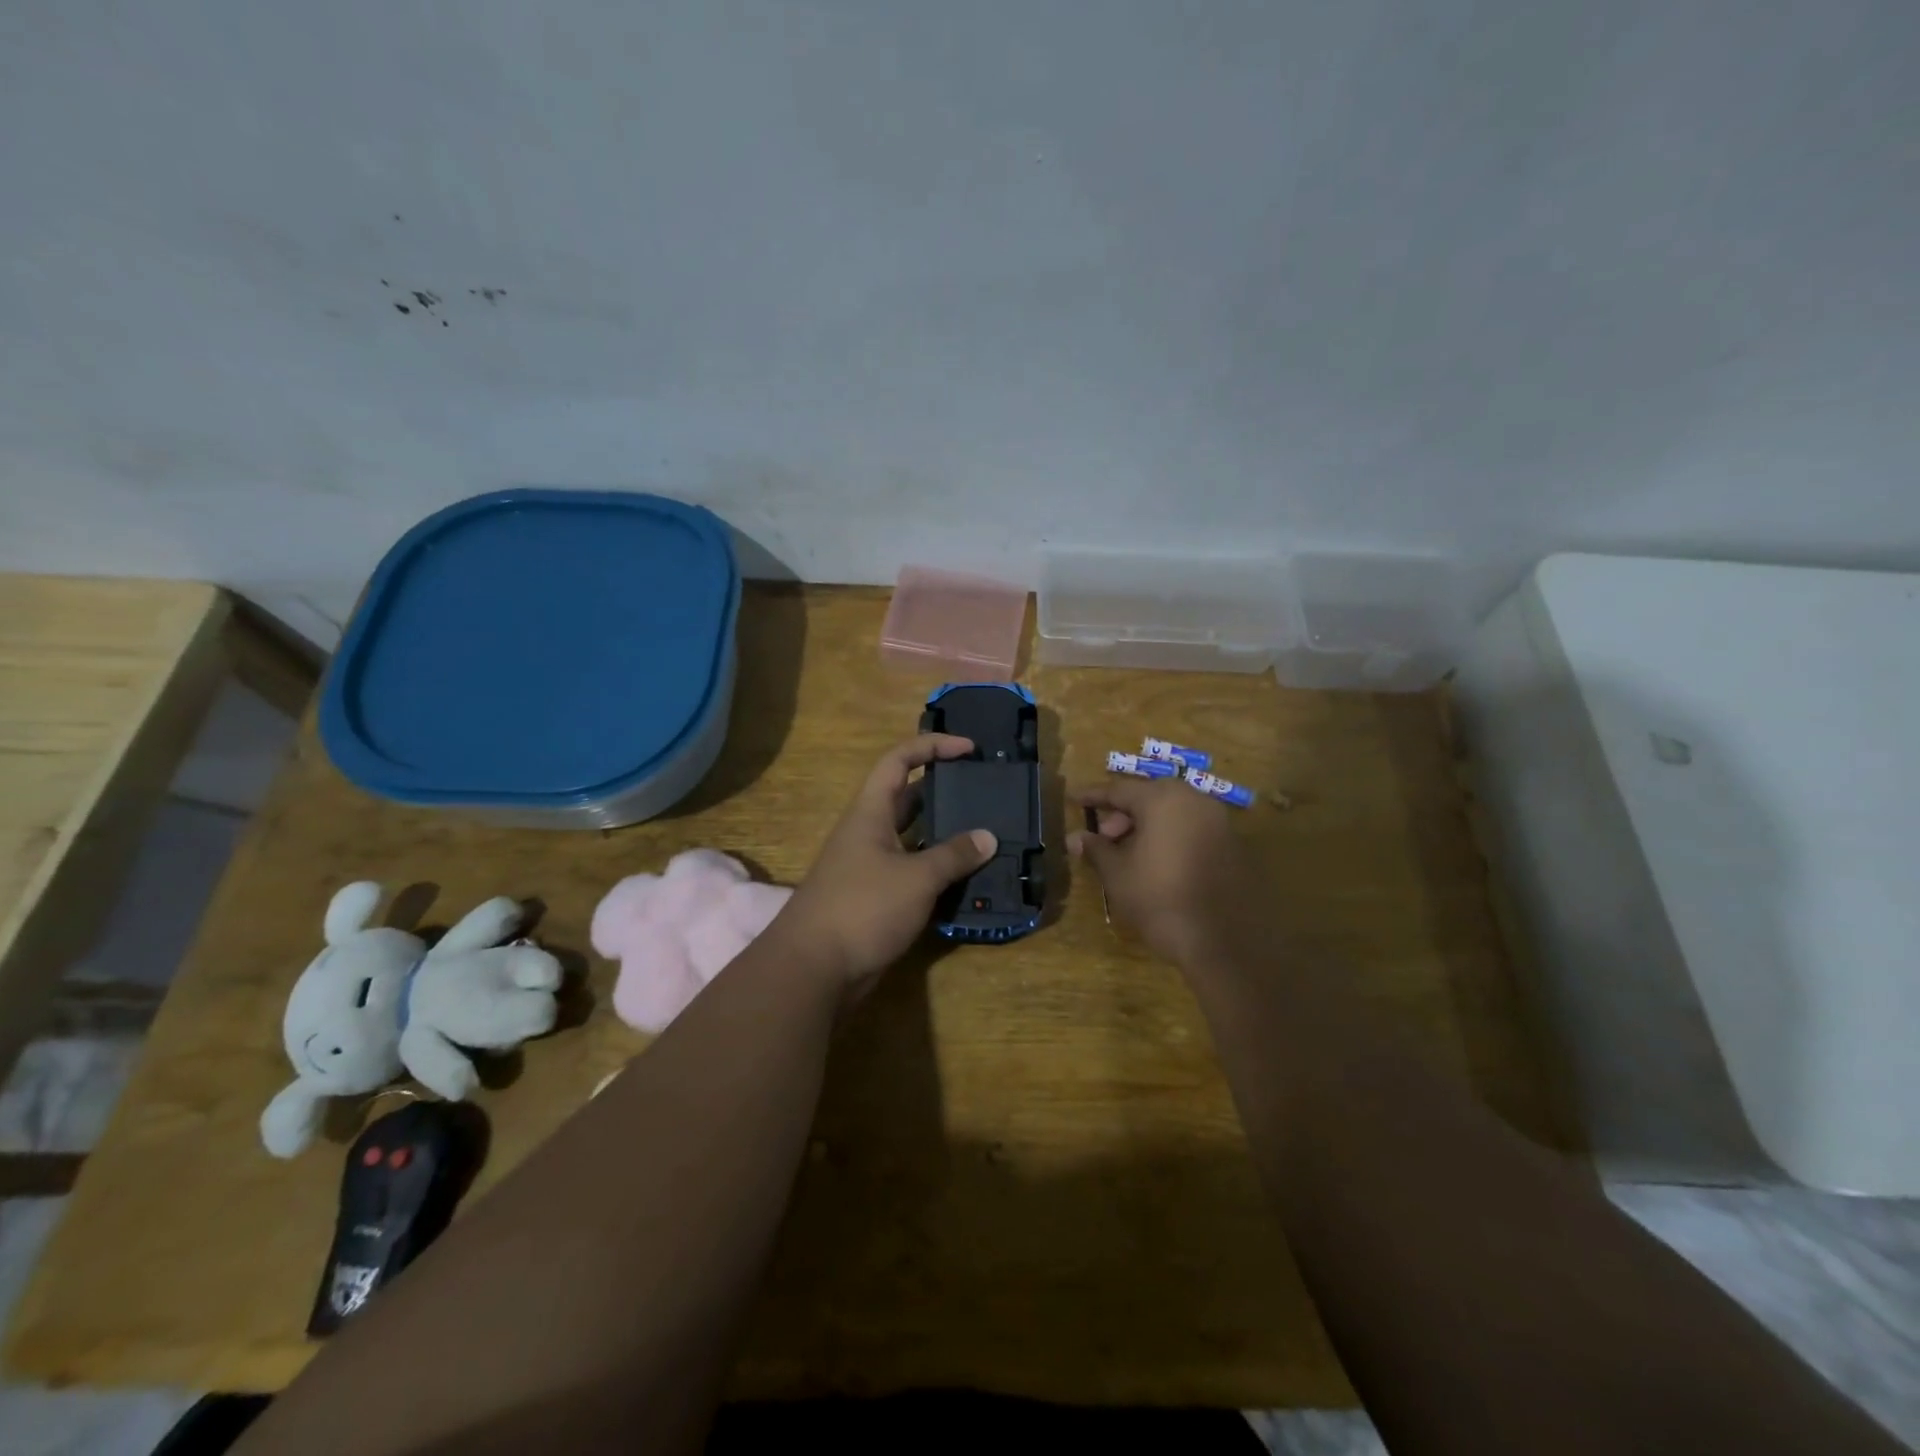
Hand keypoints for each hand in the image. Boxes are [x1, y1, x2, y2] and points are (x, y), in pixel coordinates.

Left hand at [776, 734, 996, 997]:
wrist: (813, 968)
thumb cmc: (862, 908)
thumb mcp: (916, 878)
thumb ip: (954, 855)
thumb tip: (988, 837)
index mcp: (870, 813)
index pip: (899, 760)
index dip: (933, 747)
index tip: (970, 749)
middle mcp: (868, 833)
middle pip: (908, 798)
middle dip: (944, 790)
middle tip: (984, 792)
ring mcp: (870, 867)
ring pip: (913, 838)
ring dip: (945, 835)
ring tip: (985, 834)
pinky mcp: (876, 898)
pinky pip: (912, 872)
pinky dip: (937, 871)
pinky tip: (967, 878)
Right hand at [1067, 775, 1269, 968]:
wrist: (1224, 942)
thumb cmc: (1160, 899)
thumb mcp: (1117, 874)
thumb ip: (1096, 849)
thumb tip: (1077, 837)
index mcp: (1163, 799)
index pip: (1118, 789)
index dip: (1092, 796)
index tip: (1073, 798)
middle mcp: (1195, 800)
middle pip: (1148, 798)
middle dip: (1121, 816)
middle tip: (1103, 839)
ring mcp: (1219, 822)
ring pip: (1172, 814)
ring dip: (1146, 828)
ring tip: (1126, 855)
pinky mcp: (1233, 846)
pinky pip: (1190, 830)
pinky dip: (1169, 838)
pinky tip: (1155, 864)